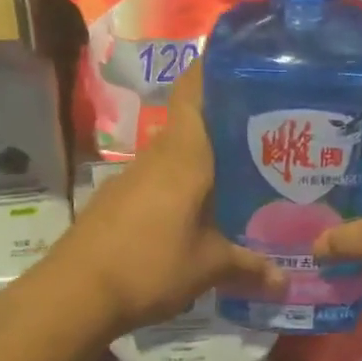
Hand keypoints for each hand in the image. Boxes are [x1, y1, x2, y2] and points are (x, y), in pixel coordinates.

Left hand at [35, 59, 282, 339]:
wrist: (75, 294)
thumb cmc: (151, 265)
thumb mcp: (209, 267)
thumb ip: (249, 267)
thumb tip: (286, 280)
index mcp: (184, 155)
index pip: (195, 89)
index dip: (217, 69)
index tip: (248, 67)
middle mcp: (157, 155)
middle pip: (192, 123)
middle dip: (228, 125)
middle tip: (269, 137)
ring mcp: (132, 177)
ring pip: (176, 155)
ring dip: (205, 161)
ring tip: (244, 176)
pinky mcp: (118, 201)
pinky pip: (160, 181)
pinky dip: (183, 187)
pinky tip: (202, 212)